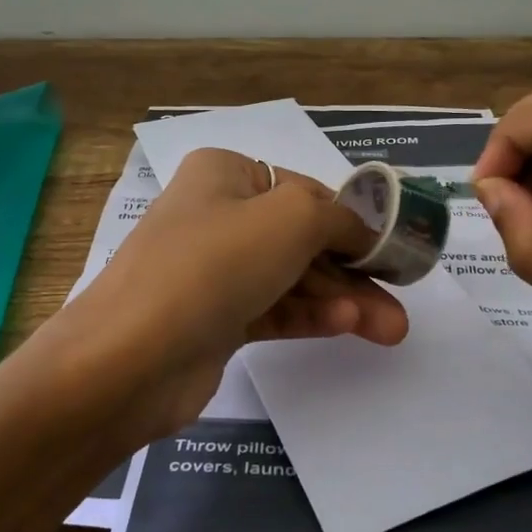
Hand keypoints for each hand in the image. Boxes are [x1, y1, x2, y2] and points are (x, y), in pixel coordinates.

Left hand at [60, 148, 408, 445]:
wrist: (129, 358)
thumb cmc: (213, 264)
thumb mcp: (290, 219)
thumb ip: (339, 218)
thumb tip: (365, 229)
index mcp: (225, 174)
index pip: (303, 189)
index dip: (351, 218)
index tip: (392, 249)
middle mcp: (216, 216)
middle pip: (302, 238)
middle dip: (354, 270)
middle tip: (401, 302)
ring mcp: (213, 271)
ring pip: (292, 278)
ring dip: (342, 300)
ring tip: (391, 329)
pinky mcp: (213, 320)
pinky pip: (273, 310)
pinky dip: (310, 316)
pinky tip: (349, 327)